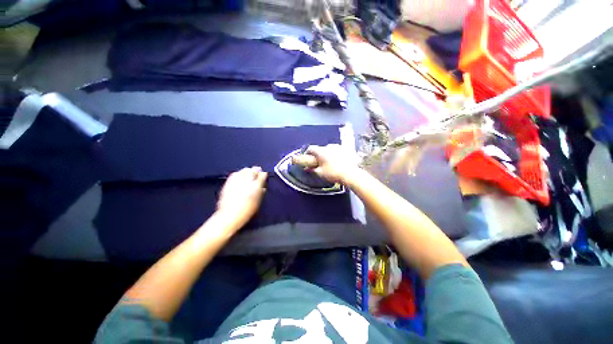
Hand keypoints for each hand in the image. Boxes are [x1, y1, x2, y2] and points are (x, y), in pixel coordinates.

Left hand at [216, 166, 266, 228]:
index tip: (263, 175)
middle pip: (253, 170)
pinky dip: (238, 174)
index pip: (262, 174)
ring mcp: (237, 180)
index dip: (263, 174)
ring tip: (248, 175)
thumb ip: (261, 192)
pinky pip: (235, 174)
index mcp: (256, 186)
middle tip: (256, 174)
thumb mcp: (258, 202)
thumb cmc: (246, 211)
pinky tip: (239, 178)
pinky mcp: (228, 182)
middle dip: (256, 171)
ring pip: (244, 170)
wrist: (229, 215)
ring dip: (247, 171)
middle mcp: (247, 181)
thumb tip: (262, 187)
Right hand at [302, 144, 360, 184]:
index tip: (307, 157)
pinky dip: (336, 154)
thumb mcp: (320, 173)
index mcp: (321, 151)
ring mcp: (339, 147)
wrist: (351, 174)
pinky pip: (338, 150)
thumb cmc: (334, 174)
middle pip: (321, 149)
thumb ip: (312, 169)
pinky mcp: (346, 149)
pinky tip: (338, 162)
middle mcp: (329, 146)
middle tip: (319, 162)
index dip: (307, 153)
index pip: (311, 148)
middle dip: (319, 155)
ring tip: (330, 163)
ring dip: (328, 154)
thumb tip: (307, 168)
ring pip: (330, 149)